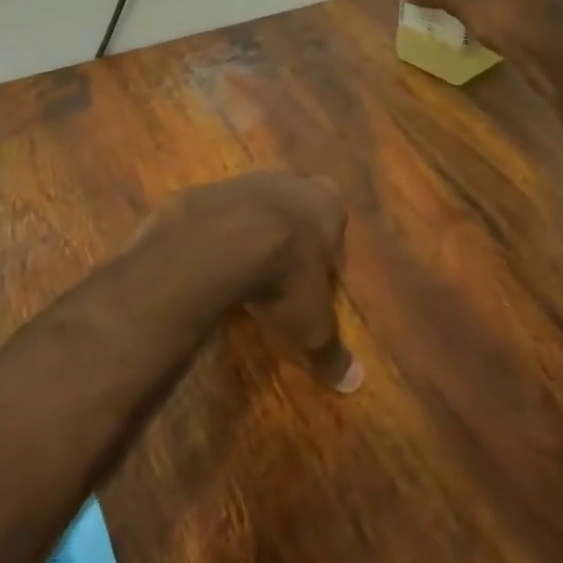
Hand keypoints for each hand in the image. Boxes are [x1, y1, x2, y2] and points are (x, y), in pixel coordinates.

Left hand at [135, 173, 359, 391]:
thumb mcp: (312, 323)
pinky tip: (209, 262)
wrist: (219, 239)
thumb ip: (331, 349)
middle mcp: (291, 182)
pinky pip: (218, 214)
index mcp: (327, 204)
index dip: (325, 255)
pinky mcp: (209, 188)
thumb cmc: (284, 275)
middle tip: (279, 275)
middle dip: (289, 237)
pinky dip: (216, 234)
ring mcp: (246, 180)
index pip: (335, 226)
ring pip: (255, 207)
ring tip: (241, 271)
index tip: (313, 283)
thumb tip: (352, 382)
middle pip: (295, 209)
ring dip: (250, 232)